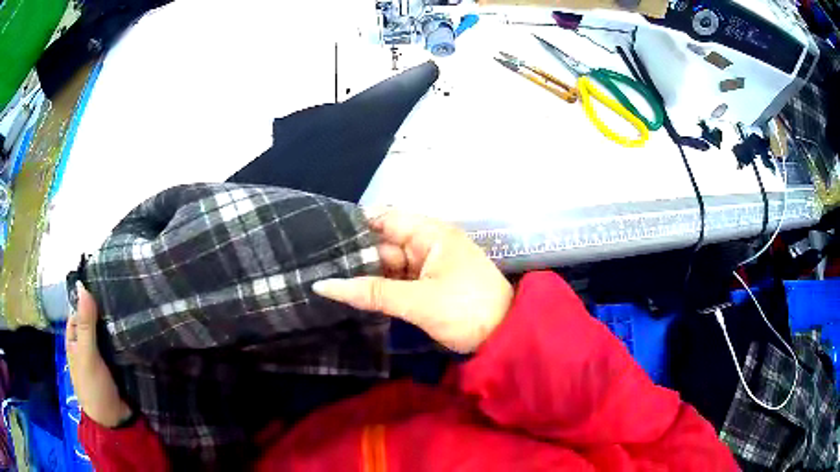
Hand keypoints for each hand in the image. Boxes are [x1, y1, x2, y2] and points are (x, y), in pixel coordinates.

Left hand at [66, 282, 132, 427]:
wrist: (116, 423)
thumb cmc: (93, 388)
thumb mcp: (86, 355)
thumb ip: (85, 323)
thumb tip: (83, 284)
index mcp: (75, 336)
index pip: (80, 306)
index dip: (90, 292)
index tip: (106, 275)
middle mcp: (87, 340)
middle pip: (95, 316)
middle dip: (107, 305)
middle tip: (124, 287)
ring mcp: (103, 351)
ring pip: (109, 328)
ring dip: (118, 320)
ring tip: (134, 301)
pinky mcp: (118, 361)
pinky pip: (120, 342)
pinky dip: (126, 334)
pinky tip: (137, 324)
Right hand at [313, 210, 512, 352]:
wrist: (507, 337)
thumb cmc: (467, 310)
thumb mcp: (419, 302)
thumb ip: (372, 292)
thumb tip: (324, 285)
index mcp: (430, 234)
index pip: (385, 219)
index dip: (355, 226)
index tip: (322, 237)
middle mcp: (427, 244)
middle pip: (384, 243)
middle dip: (354, 254)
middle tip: (315, 264)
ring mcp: (428, 266)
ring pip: (389, 264)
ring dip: (364, 273)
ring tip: (325, 278)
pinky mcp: (428, 286)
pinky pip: (398, 281)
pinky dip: (379, 287)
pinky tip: (352, 293)